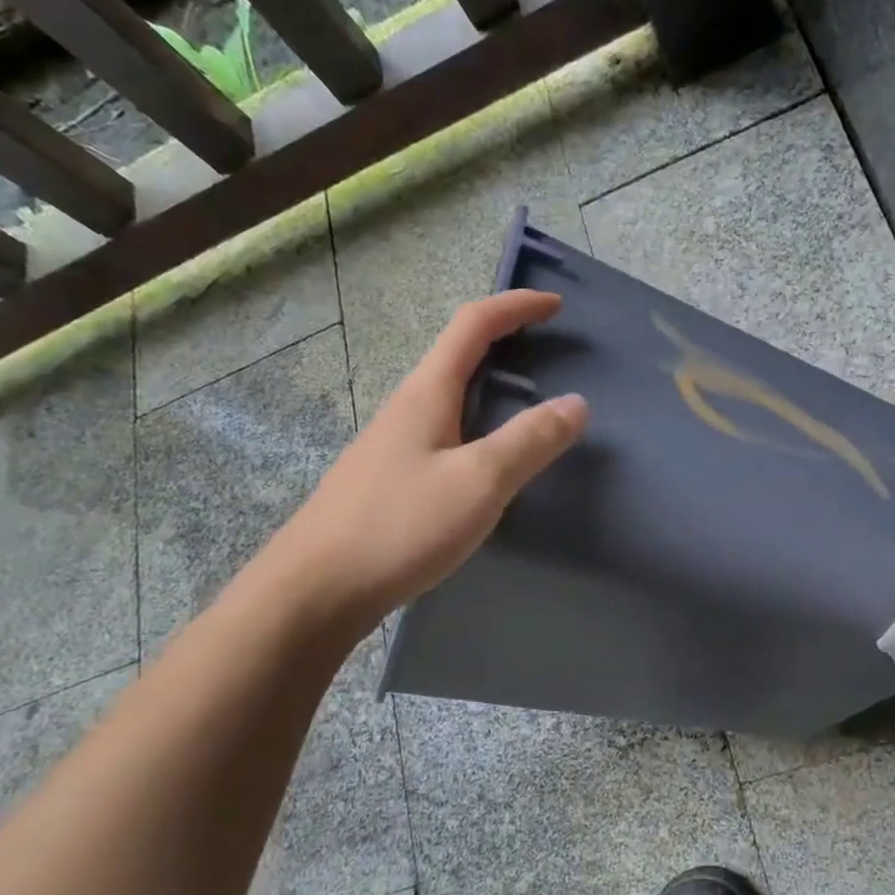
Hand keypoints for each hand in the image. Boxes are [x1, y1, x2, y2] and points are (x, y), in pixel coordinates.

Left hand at [264, 290, 587, 629]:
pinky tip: (488, 462)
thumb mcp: (479, 482)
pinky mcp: (390, 481)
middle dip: (505, 341)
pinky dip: (477, 425)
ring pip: (449, 398)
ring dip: (490, 386)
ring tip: (528, 406)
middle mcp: (406, 409)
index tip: (555, 305)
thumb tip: (576, 403)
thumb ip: (530, 441)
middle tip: (548, 353)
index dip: (515, 307)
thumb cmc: (400, 527)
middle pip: (457, 356)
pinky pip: (444, 433)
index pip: (472, 326)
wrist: (317, 589)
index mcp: (426, 394)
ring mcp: (393, 446)